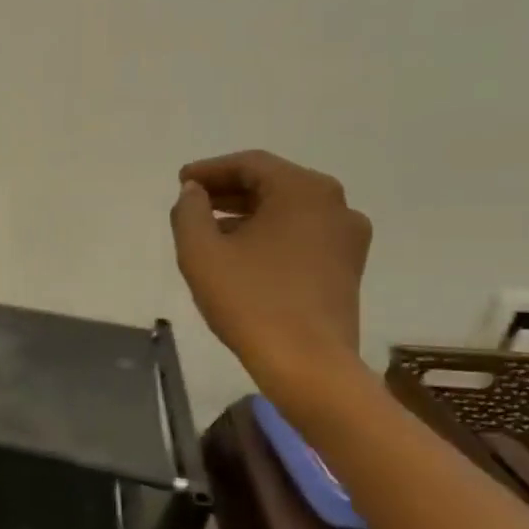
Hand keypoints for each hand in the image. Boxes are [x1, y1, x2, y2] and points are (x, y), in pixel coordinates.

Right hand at [170, 150, 372, 398]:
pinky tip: (241, 253)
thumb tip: (193, 192)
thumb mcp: (201, 252)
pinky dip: (270, 233)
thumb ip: (189, 211)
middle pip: (273, 183)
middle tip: (192, 202)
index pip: (250, 164)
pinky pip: (302, 233)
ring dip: (248, 213)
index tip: (180, 181)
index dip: (210, 170)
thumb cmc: (250, 300)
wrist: (308, 364)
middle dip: (229, 190)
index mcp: (304, 191)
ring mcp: (347, 236)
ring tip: (210, 229)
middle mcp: (335, 204)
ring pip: (288, 210)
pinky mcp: (348, 266)